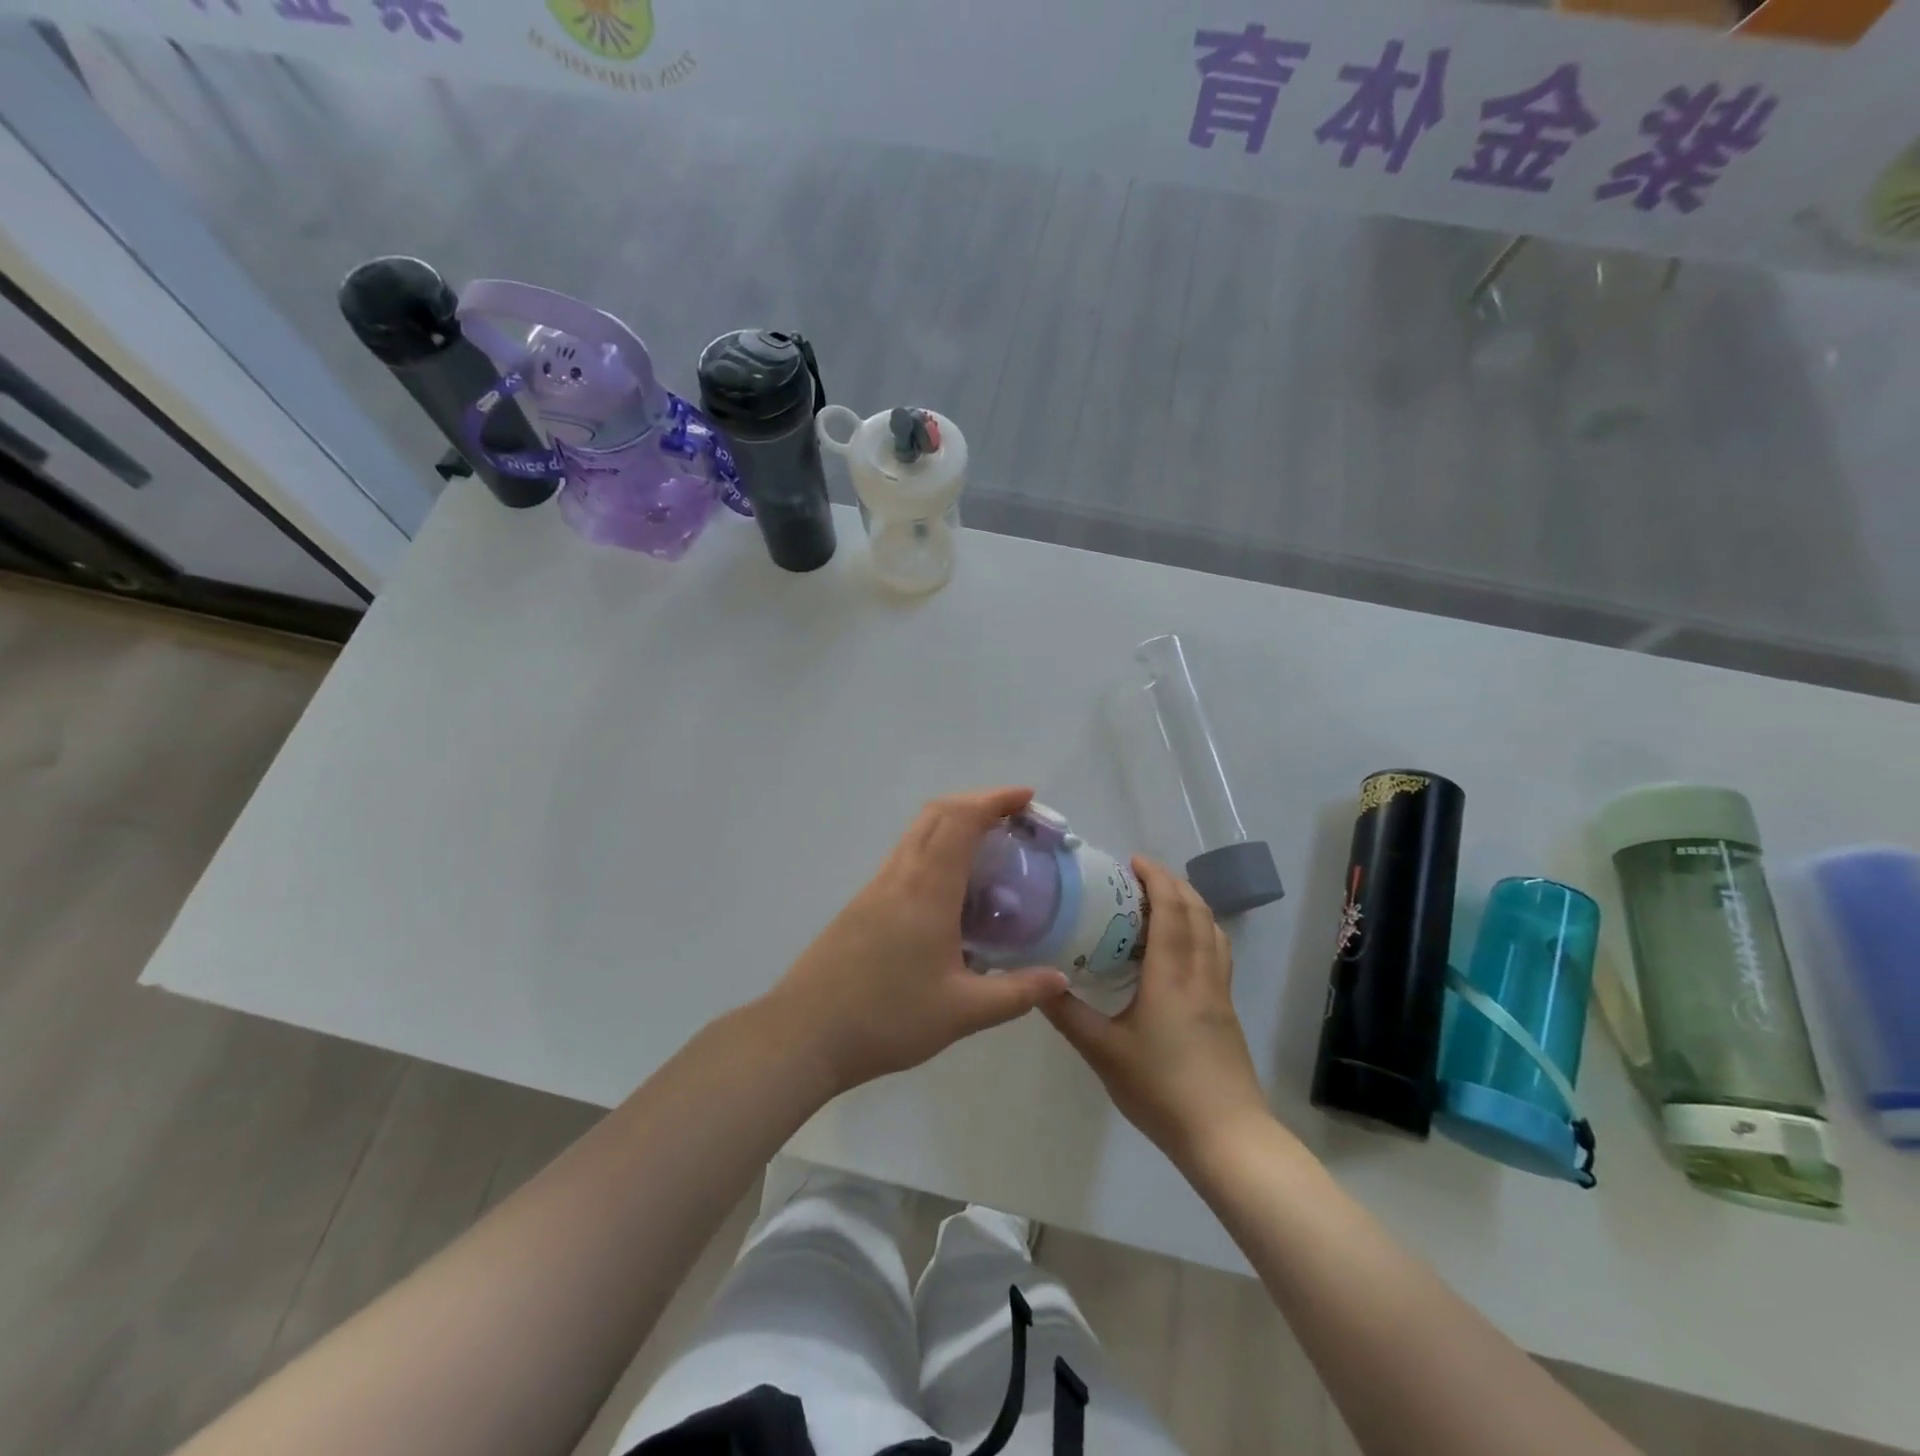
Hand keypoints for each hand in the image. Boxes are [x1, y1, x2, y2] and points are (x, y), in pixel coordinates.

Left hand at [767, 787, 1068, 1094]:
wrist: (805, 1033)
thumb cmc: (887, 1018)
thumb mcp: (962, 1012)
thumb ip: (1015, 994)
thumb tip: (1060, 979)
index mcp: (927, 888)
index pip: (962, 820)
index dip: (995, 800)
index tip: (1027, 798)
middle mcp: (900, 874)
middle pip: (937, 813)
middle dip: (977, 802)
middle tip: (1013, 819)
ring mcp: (876, 886)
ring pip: (917, 832)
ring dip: (953, 822)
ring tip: (988, 848)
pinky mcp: (862, 903)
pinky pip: (905, 855)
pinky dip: (934, 847)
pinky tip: (950, 888)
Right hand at [1045, 858, 1270, 1166]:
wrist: (1227, 1137)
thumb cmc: (1161, 1090)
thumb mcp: (1103, 1053)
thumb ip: (1068, 1014)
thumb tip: (1036, 982)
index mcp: (1172, 976)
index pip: (1171, 909)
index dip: (1156, 878)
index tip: (1132, 861)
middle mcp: (1201, 974)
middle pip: (1197, 912)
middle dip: (1172, 883)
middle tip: (1139, 876)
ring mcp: (1219, 992)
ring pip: (1213, 930)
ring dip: (1191, 904)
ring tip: (1161, 902)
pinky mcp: (1226, 1010)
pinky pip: (1217, 952)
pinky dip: (1201, 930)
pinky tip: (1180, 948)